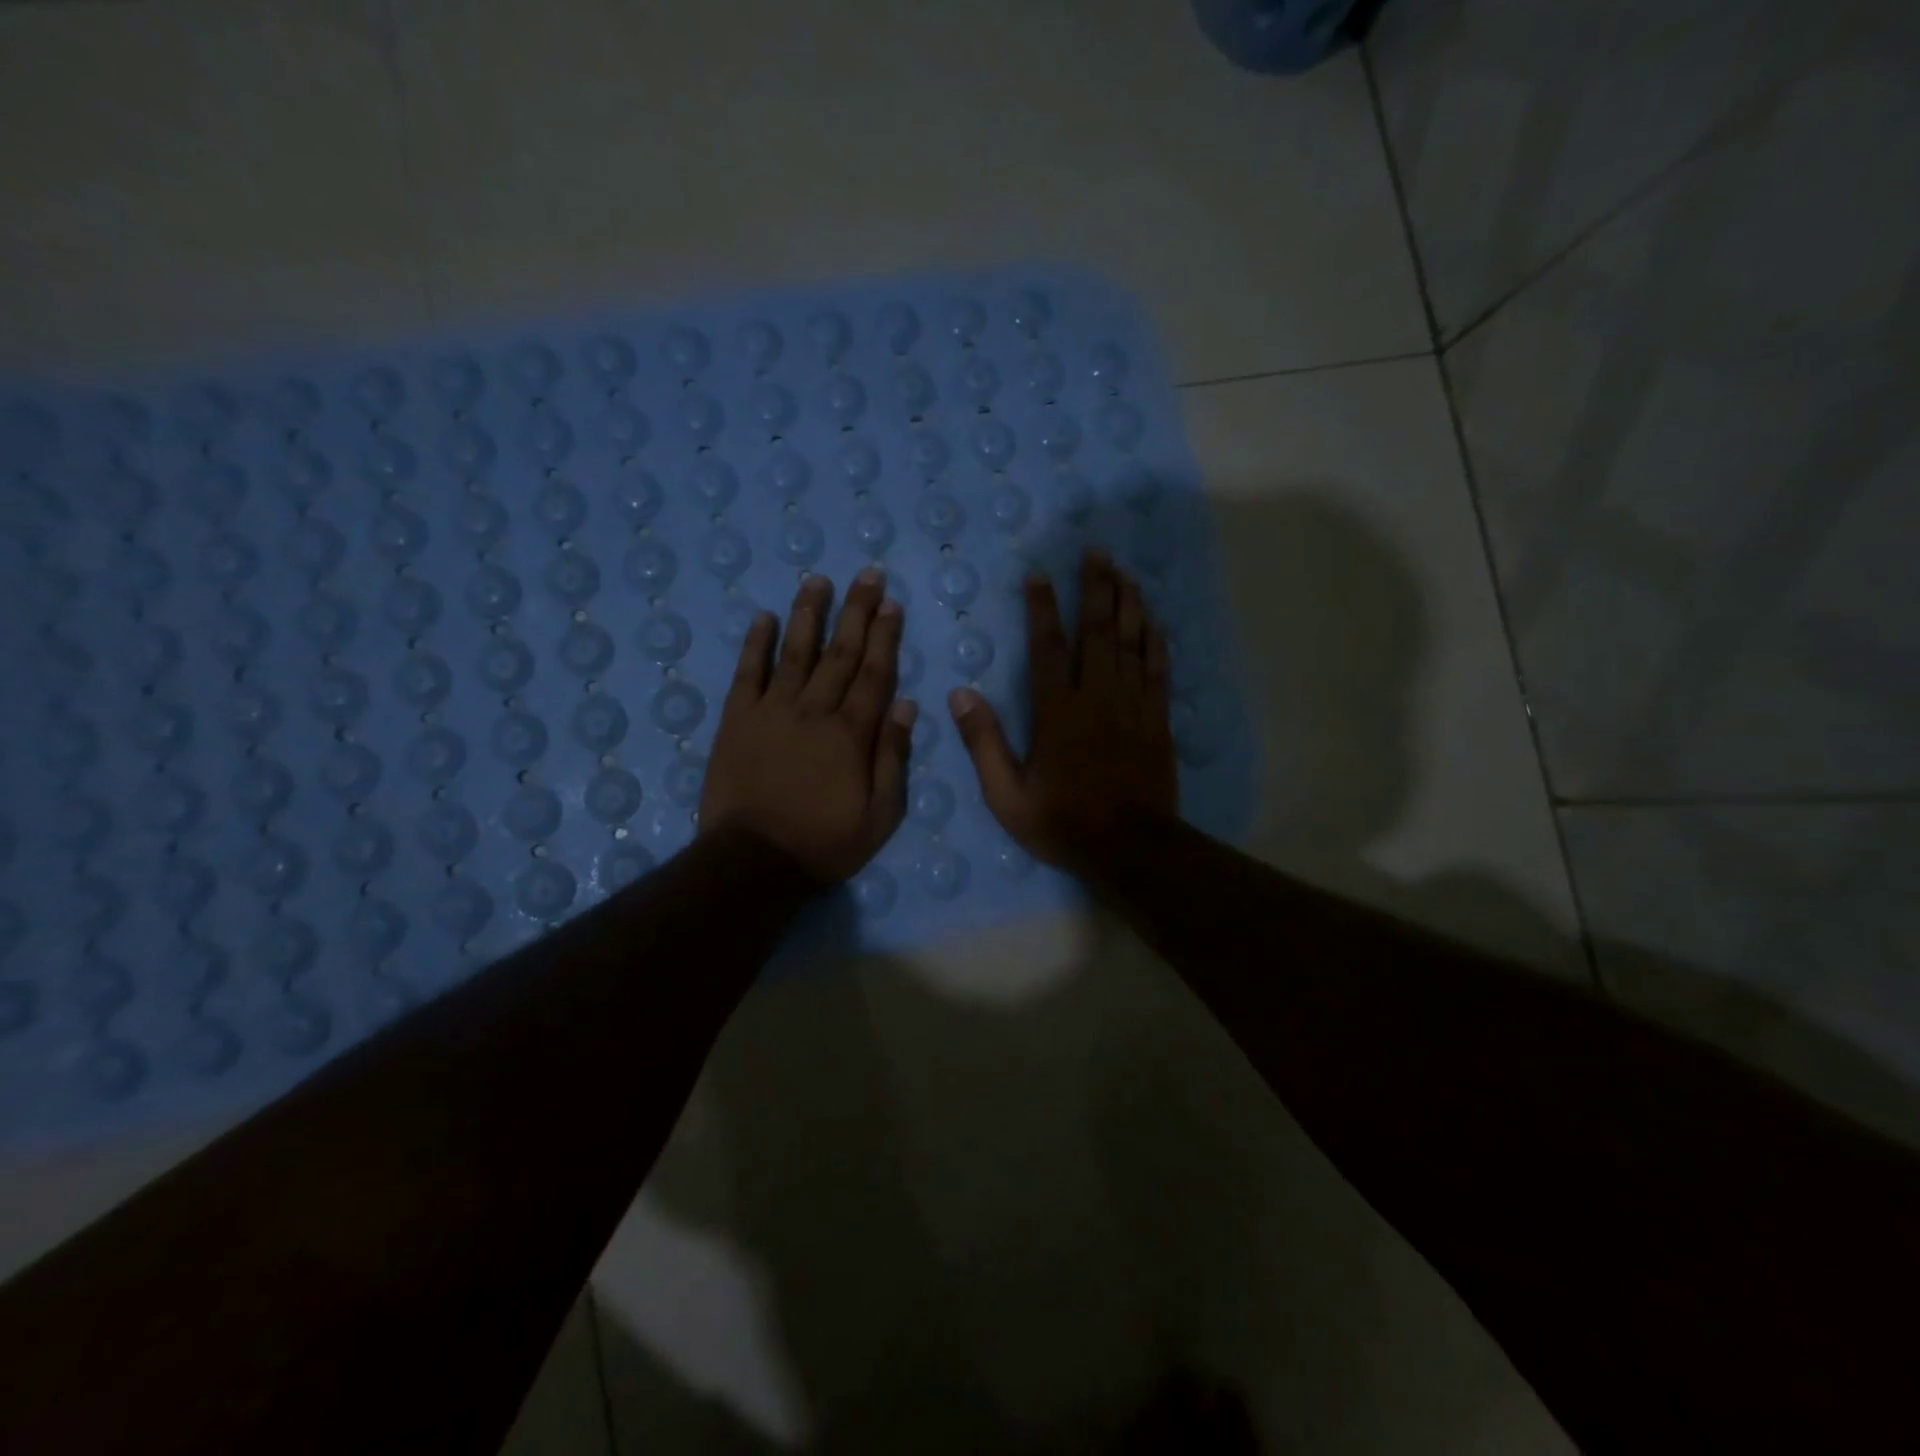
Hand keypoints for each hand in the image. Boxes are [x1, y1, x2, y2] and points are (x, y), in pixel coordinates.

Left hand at [700, 569, 915, 884]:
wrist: (754, 861)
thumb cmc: (825, 842)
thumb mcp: (880, 813)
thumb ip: (893, 756)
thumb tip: (905, 703)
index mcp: (851, 733)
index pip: (874, 673)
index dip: (884, 636)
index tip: (891, 603)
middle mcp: (814, 710)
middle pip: (839, 653)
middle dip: (856, 611)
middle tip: (867, 574)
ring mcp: (772, 711)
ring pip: (795, 652)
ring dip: (808, 614)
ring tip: (817, 579)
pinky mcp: (737, 720)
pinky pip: (748, 674)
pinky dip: (756, 644)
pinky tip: (763, 617)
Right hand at [949, 549, 1177, 871]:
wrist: (1131, 849)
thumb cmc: (1063, 823)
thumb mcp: (1007, 795)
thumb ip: (983, 743)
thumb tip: (961, 695)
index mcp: (1057, 712)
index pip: (1047, 647)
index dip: (1043, 608)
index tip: (1039, 575)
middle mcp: (1097, 697)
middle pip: (1097, 631)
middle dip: (1096, 589)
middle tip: (1097, 552)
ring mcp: (1132, 705)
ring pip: (1131, 643)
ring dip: (1128, 604)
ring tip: (1125, 572)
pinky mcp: (1157, 719)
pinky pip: (1158, 669)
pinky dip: (1155, 641)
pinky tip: (1153, 619)